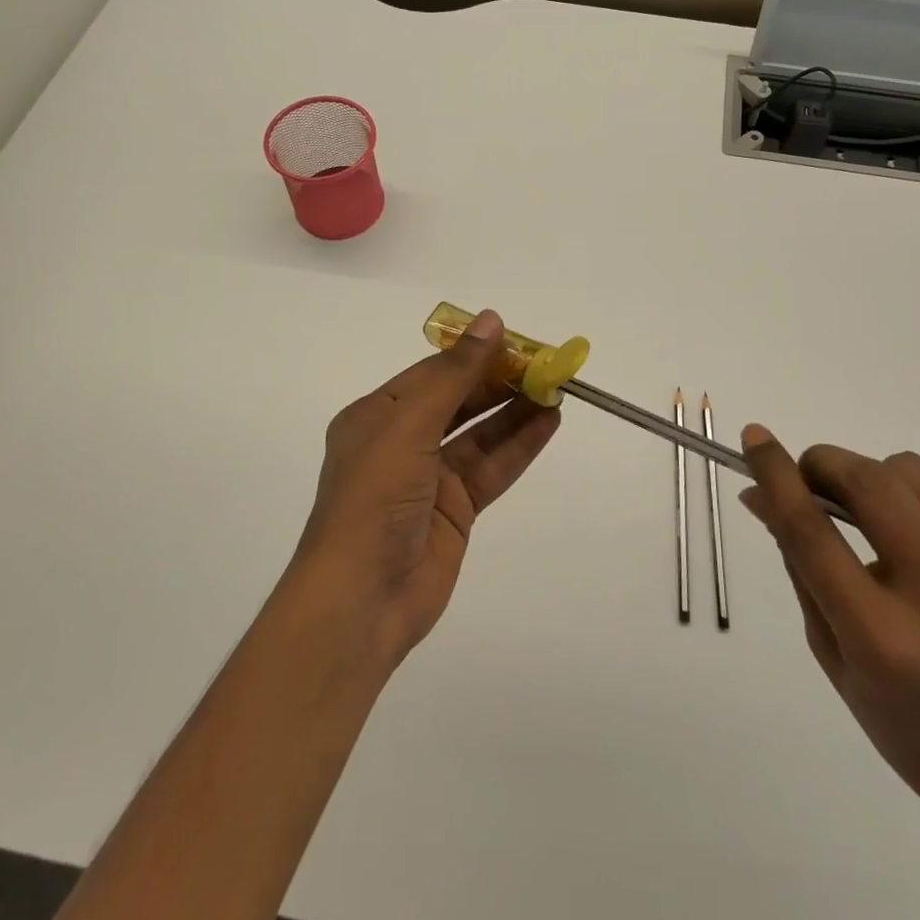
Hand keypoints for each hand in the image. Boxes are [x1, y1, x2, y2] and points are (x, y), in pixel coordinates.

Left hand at [291, 309, 559, 667]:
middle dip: (500, 381)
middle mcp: (401, 441)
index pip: (433, 372)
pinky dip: (519, 445)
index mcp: (376, 415)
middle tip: (546, 364)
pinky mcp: (455, 509)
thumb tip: (491, 320)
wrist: (362, 599)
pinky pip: (491, 467)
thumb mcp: (409, 425)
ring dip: (515, 411)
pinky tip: (548, 423)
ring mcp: (429, 478)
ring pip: (480, 434)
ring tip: (556, 388)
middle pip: (459, 400)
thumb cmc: (374, 498)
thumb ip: (455, 375)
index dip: (474, 354)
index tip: (516, 339)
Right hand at [737, 428, 919, 857]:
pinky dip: (910, 481)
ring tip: (855, 506)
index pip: (812, 531)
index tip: (753, 438)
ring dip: (866, 472)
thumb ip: (800, 572)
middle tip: (804, 481)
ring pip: (910, 472)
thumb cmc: (915, 739)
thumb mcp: (836, 662)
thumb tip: (763, 500)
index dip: (776, 474)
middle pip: (867, 483)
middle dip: (822, 463)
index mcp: (879, 637)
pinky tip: (900, 513)